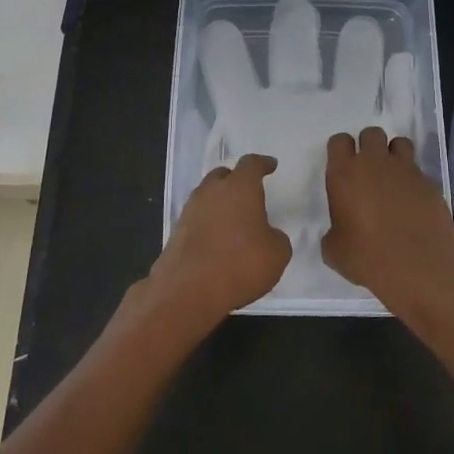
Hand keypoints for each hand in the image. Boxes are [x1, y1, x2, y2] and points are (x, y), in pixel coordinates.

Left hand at [148, 153, 291, 330]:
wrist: (188, 290)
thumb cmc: (240, 263)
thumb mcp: (277, 253)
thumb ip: (276, 237)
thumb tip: (267, 235)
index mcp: (240, 187)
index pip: (252, 164)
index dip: (263, 164)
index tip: (270, 165)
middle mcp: (212, 191)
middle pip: (224, 176)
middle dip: (236, 180)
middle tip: (249, 192)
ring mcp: (190, 210)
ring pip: (208, 196)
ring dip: (220, 203)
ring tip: (234, 219)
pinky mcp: (177, 232)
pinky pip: (198, 219)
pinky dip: (209, 224)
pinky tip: (218, 240)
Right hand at [323, 127, 453, 320]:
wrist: (419, 265)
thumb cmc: (368, 257)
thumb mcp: (335, 250)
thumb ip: (333, 232)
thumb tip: (341, 231)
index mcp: (344, 174)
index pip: (339, 141)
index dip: (341, 151)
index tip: (343, 167)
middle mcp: (374, 163)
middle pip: (371, 133)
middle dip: (369, 146)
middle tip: (369, 170)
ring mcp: (405, 169)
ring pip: (399, 143)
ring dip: (394, 154)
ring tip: (393, 177)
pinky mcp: (429, 182)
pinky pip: (418, 169)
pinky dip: (413, 179)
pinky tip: (412, 200)